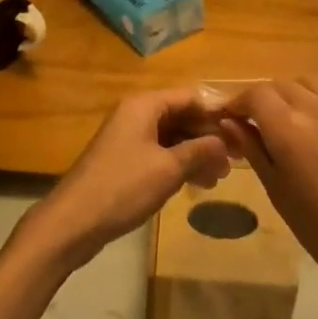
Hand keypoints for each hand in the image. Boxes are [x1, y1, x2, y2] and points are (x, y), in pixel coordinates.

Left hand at [17, 89, 230, 270]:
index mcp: (144, 106)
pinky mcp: (125, 161)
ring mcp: (129, 138)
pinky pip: (160, 153)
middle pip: (182, 116)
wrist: (74, 221)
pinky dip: (180, 165)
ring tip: (220, 177)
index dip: (217, 112)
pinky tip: (198, 184)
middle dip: (209, 137)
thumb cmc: (123, 187)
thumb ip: (200, 150)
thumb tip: (225, 142)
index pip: (190, 97)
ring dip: (197, 154)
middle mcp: (136, 114)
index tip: (243, 131)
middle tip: (238, 160)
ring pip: (172, 137)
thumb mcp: (168, 168)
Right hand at [217, 79, 317, 297]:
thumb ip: (252, 147)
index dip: (241, 102)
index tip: (235, 115)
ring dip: (299, 95)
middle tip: (265, 121)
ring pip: (315, 83)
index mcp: (290, 130)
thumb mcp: (276, 189)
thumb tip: (229, 120)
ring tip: (299, 118)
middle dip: (268, 99)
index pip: (257, 94)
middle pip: (284, 85)